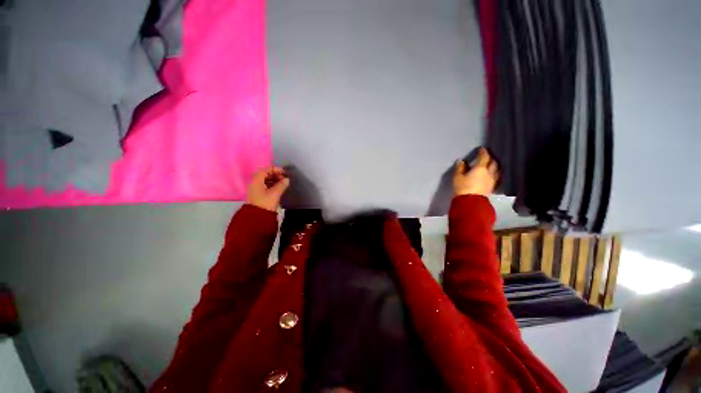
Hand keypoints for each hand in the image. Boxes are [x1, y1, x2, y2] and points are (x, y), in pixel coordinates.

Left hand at [246, 166, 289, 211]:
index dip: (276, 169)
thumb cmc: (265, 203)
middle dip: (276, 174)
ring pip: (265, 180)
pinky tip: (278, 188)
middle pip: (265, 174)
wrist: (256, 217)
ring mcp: (255, 188)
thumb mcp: (275, 193)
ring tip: (283, 183)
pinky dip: (272, 184)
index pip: (266, 169)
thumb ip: (282, 185)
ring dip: (274, 180)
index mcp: (257, 180)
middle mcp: (254, 182)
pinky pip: (264, 185)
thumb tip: (287, 179)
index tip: (285, 173)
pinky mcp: (257, 194)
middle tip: (285, 178)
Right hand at [453, 148, 498, 196]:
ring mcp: (492, 180)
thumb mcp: (457, 177)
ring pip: (497, 170)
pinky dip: (494, 174)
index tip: (481, 149)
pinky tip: (492, 176)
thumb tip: (461, 161)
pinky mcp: (492, 187)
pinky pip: (496, 178)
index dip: (483, 152)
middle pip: (493, 162)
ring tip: (491, 165)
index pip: (484, 157)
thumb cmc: (462, 188)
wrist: (470, 202)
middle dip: (490, 158)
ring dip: (494, 166)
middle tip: (487, 156)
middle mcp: (489, 172)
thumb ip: (460, 168)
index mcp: (480, 168)